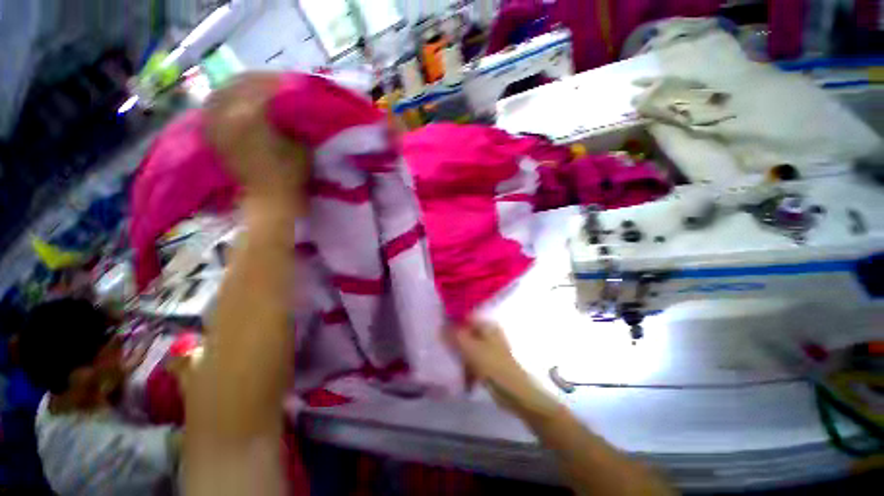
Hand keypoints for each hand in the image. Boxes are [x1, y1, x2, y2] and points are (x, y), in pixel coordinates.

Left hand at [203, 73, 309, 211]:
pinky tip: (235, 104)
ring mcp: (216, 125)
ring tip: (253, 90)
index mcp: (250, 116)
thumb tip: (290, 103)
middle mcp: (226, 115)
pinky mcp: (213, 135)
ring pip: (222, 93)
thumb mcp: (301, 146)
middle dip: (256, 81)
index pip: (261, 85)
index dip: (277, 82)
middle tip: (272, 83)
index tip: (289, 82)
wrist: (268, 200)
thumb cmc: (290, 175)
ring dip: (238, 88)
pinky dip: (225, 101)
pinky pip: (214, 108)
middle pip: (238, 84)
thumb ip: (294, 121)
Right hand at [451, 320, 558, 418]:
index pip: (466, 318)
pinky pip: (474, 361)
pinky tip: (461, 377)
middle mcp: (489, 334)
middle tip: (441, 347)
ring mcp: (491, 349)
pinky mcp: (491, 364)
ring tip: (448, 363)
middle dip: (455, 341)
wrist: (515, 392)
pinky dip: (467, 367)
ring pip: (470, 348)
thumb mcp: (470, 348)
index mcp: (487, 326)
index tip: (439, 329)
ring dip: (460, 356)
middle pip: (467, 333)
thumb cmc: (492, 365)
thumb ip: (455, 335)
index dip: (453, 321)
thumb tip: (441, 325)